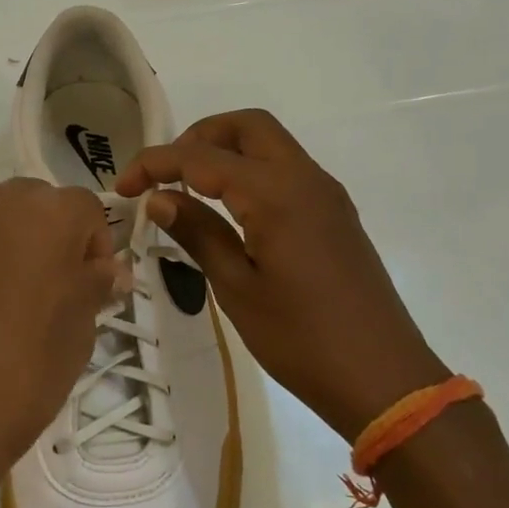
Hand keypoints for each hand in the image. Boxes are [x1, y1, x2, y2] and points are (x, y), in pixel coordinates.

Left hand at [0, 179, 118, 507]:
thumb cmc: (23, 373)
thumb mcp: (79, 333)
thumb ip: (96, 286)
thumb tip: (108, 270)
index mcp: (45, 214)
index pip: (85, 208)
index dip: (94, 247)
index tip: (90, 289)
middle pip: (31, 205)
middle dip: (45, 238)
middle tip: (45, 294)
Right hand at [115, 109, 448, 442]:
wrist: (384, 380)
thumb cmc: (302, 339)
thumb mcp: (237, 288)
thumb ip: (198, 232)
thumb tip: (160, 197)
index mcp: (276, 193)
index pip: (202, 158)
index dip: (156, 163)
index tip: (124, 188)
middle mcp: (305, 178)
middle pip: (246, 127)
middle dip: (198, 137)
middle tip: (165, 174)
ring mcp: (326, 195)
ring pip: (270, 145)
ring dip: (227, 152)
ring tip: (189, 190)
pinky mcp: (335, 215)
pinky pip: (287, 171)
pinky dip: (252, 172)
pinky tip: (230, 210)